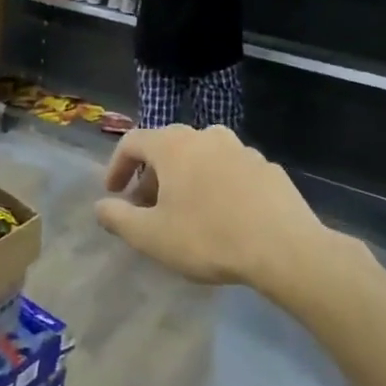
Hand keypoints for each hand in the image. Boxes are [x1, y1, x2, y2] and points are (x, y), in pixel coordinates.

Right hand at [94, 126, 334, 286]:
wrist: (285, 249)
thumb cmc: (208, 238)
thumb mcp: (151, 236)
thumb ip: (118, 218)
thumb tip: (101, 207)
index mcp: (173, 146)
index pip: (133, 141)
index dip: (117, 166)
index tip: (114, 192)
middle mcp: (206, 136)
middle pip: (168, 146)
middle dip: (151, 174)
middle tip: (147, 206)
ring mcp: (241, 149)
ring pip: (201, 156)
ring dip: (185, 176)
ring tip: (185, 209)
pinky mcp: (268, 167)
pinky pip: (230, 169)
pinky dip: (217, 184)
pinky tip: (223, 214)